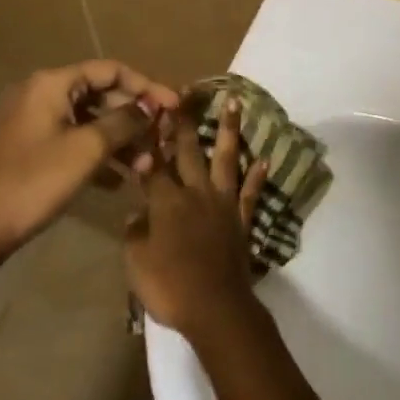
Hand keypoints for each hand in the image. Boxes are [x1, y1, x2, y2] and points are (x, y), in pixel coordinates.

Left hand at [0, 60, 178, 252]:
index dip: (146, 86)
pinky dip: (99, 154)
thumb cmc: (37, 179)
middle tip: (162, 138)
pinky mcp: (34, 147)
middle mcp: (43, 93)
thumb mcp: (89, 148)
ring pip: (91, 121)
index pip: (111, 71)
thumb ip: (125, 122)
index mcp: (52, 83)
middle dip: (134, 119)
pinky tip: (120, 180)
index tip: (173, 105)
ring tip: (144, 166)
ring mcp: (36, 121)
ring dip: (121, 140)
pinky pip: (75, 140)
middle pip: (102, 95)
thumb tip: (151, 107)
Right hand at [124, 101, 269, 346]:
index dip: (150, 139)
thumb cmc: (169, 286)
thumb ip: (135, 231)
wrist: (216, 307)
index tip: (149, 111)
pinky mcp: (242, 220)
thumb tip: (137, 210)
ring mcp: (222, 204)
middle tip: (187, 92)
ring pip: (227, 159)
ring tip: (235, 103)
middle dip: (186, 121)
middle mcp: (195, 193)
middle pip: (190, 151)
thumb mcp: (136, 262)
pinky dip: (257, 175)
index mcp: (166, 201)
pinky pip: (251, 193)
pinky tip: (265, 158)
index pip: (154, 164)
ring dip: (230, 130)